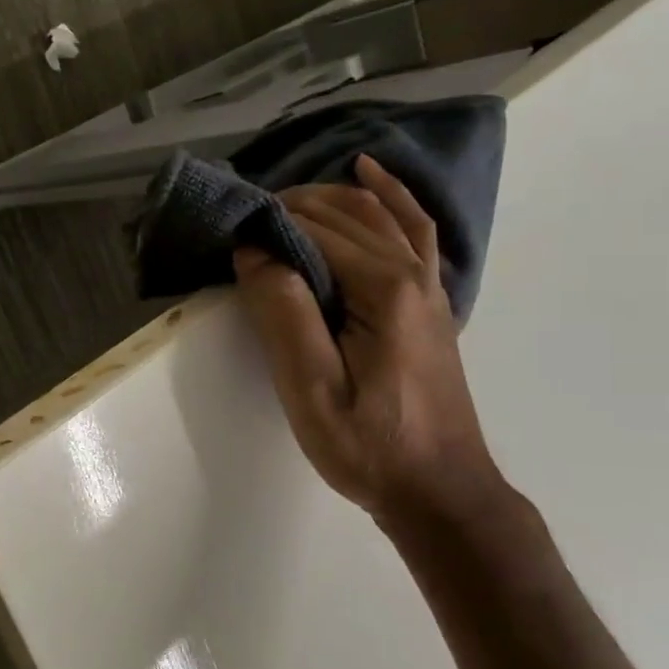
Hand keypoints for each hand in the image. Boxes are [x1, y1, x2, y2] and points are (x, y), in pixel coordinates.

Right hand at [232, 154, 499, 521]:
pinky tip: (371, 177)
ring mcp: (429, 285)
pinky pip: (412, 230)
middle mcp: (412, 274)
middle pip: (347, 214)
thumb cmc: (368, 446)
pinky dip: (391, 197)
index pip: (316, 230)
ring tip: (285, 197)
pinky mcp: (429, 302)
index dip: (269, 225)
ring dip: (331, 197)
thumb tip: (256, 250)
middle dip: (291, 206)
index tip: (228, 235)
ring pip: (380, 214)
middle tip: (242, 222)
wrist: (440, 491)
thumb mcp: (311, 389)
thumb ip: (284, 313)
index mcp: (382, 290)